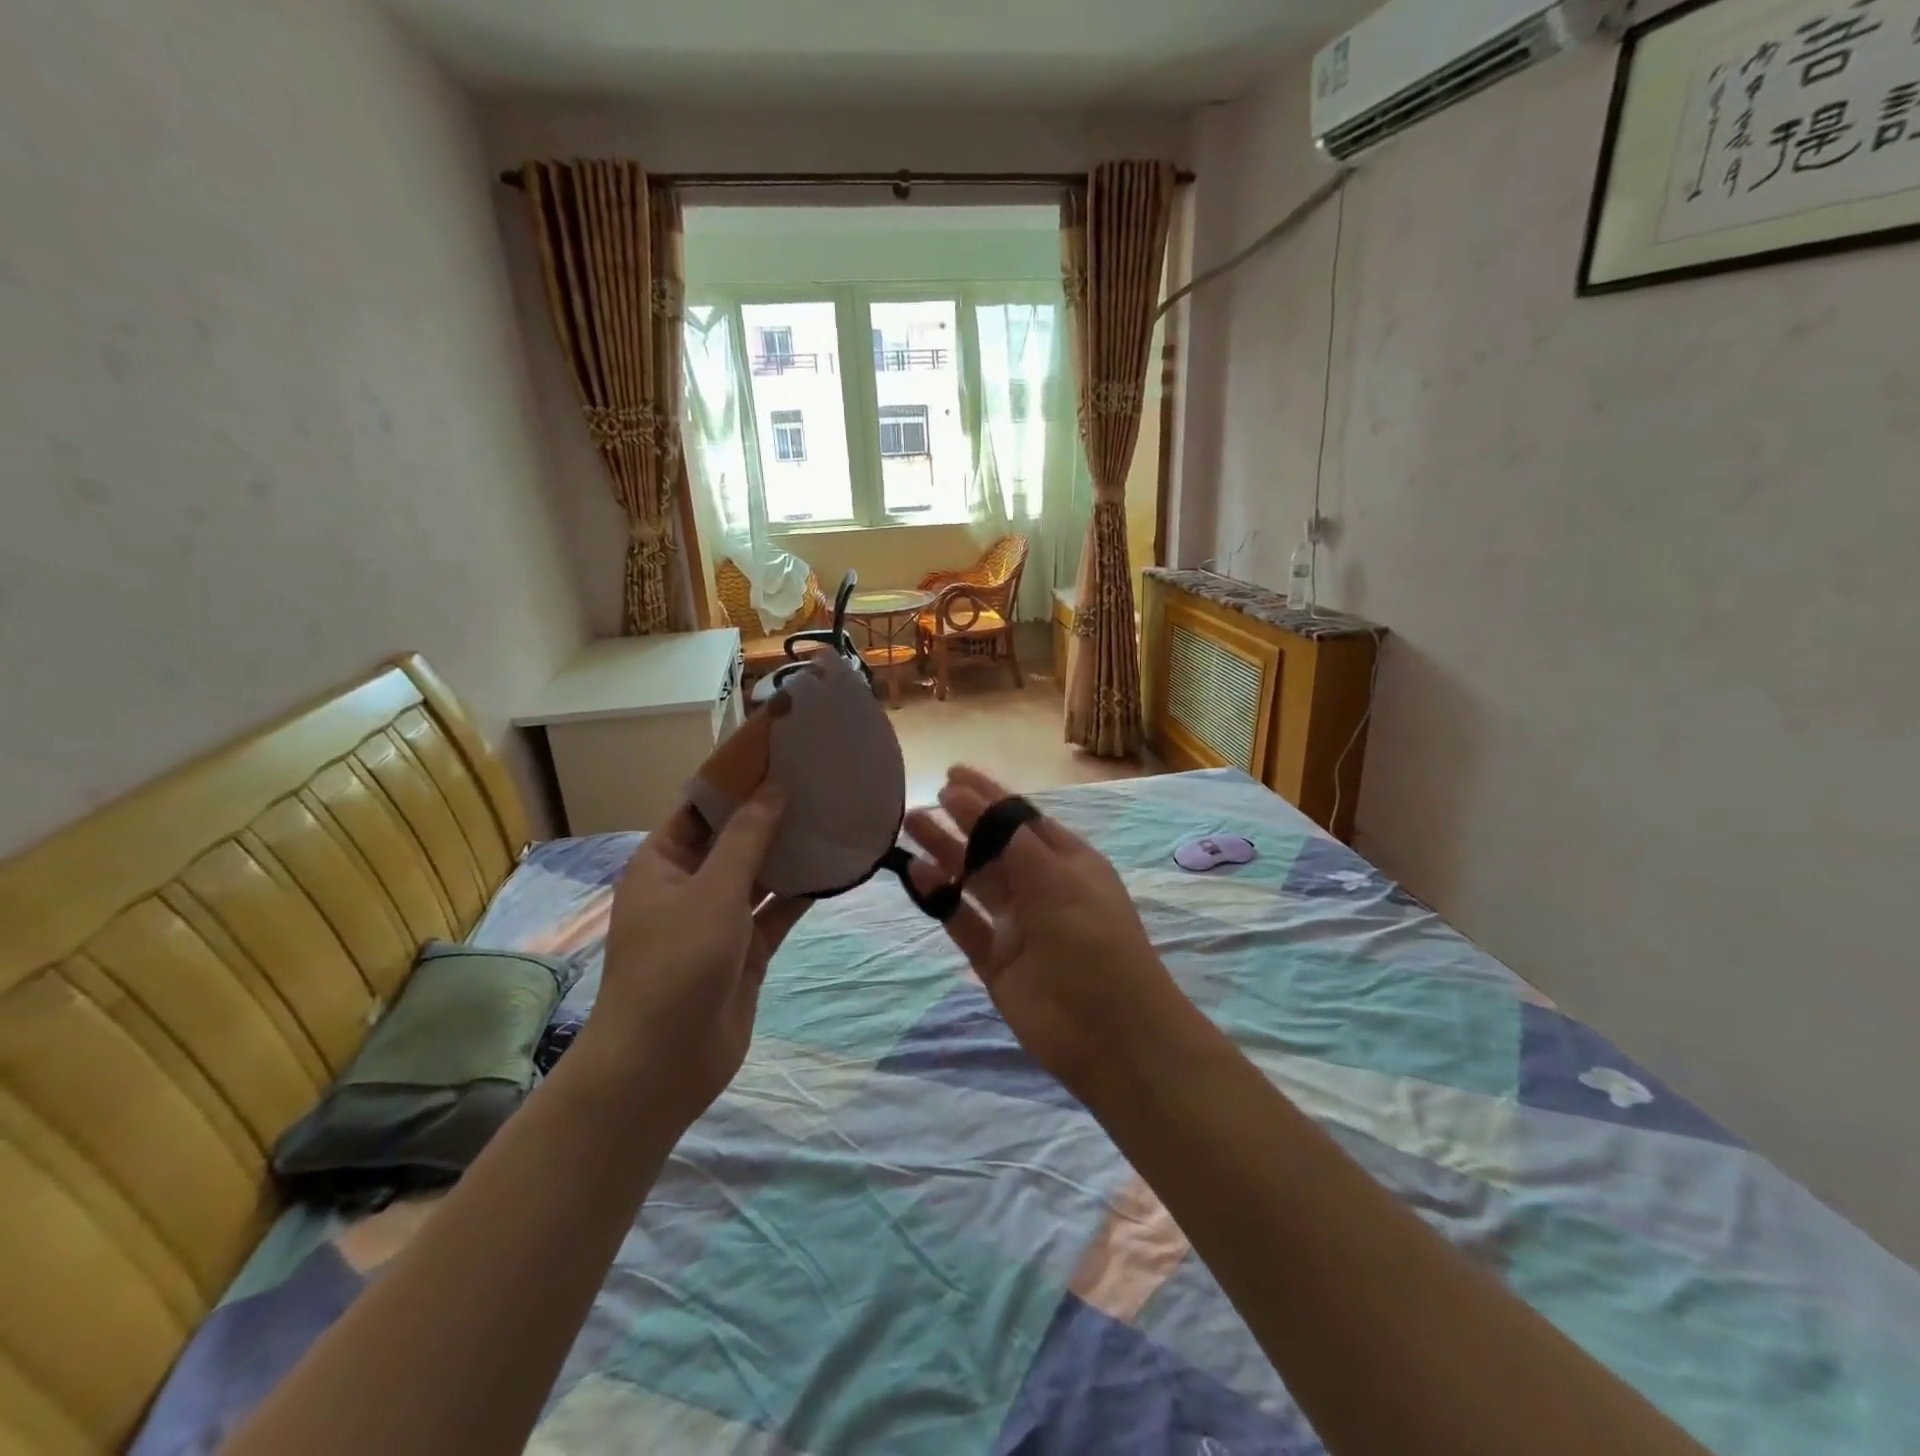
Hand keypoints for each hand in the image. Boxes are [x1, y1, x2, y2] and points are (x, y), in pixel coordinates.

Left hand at [587, 787, 807, 1125]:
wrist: (663, 1064)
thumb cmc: (676, 963)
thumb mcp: (712, 891)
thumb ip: (748, 838)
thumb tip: (774, 788)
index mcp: (663, 862)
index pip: (702, 806)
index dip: (737, 779)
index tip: (779, 751)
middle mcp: (690, 885)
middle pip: (734, 837)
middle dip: (771, 812)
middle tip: (817, 779)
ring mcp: (719, 920)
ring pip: (760, 874)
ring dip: (790, 851)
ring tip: (832, 815)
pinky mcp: (746, 951)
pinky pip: (777, 911)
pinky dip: (802, 893)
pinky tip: (835, 869)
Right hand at [903, 767, 1194, 1098]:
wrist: (1111, 1034)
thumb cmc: (1092, 941)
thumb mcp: (1058, 878)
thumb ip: (1008, 837)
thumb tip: (964, 794)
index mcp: (1067, 861)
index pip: (1020, 818)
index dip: (987, 795)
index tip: (951, 774)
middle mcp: (1041, 887)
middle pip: (992, 845)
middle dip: (959, 822)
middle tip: (920, 802)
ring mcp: (1016, 924)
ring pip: (973, 880)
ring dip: (944, 854)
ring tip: (908, 827)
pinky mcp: (995, 959)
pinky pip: (962, 921)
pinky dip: (940, 899)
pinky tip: (917, 875)